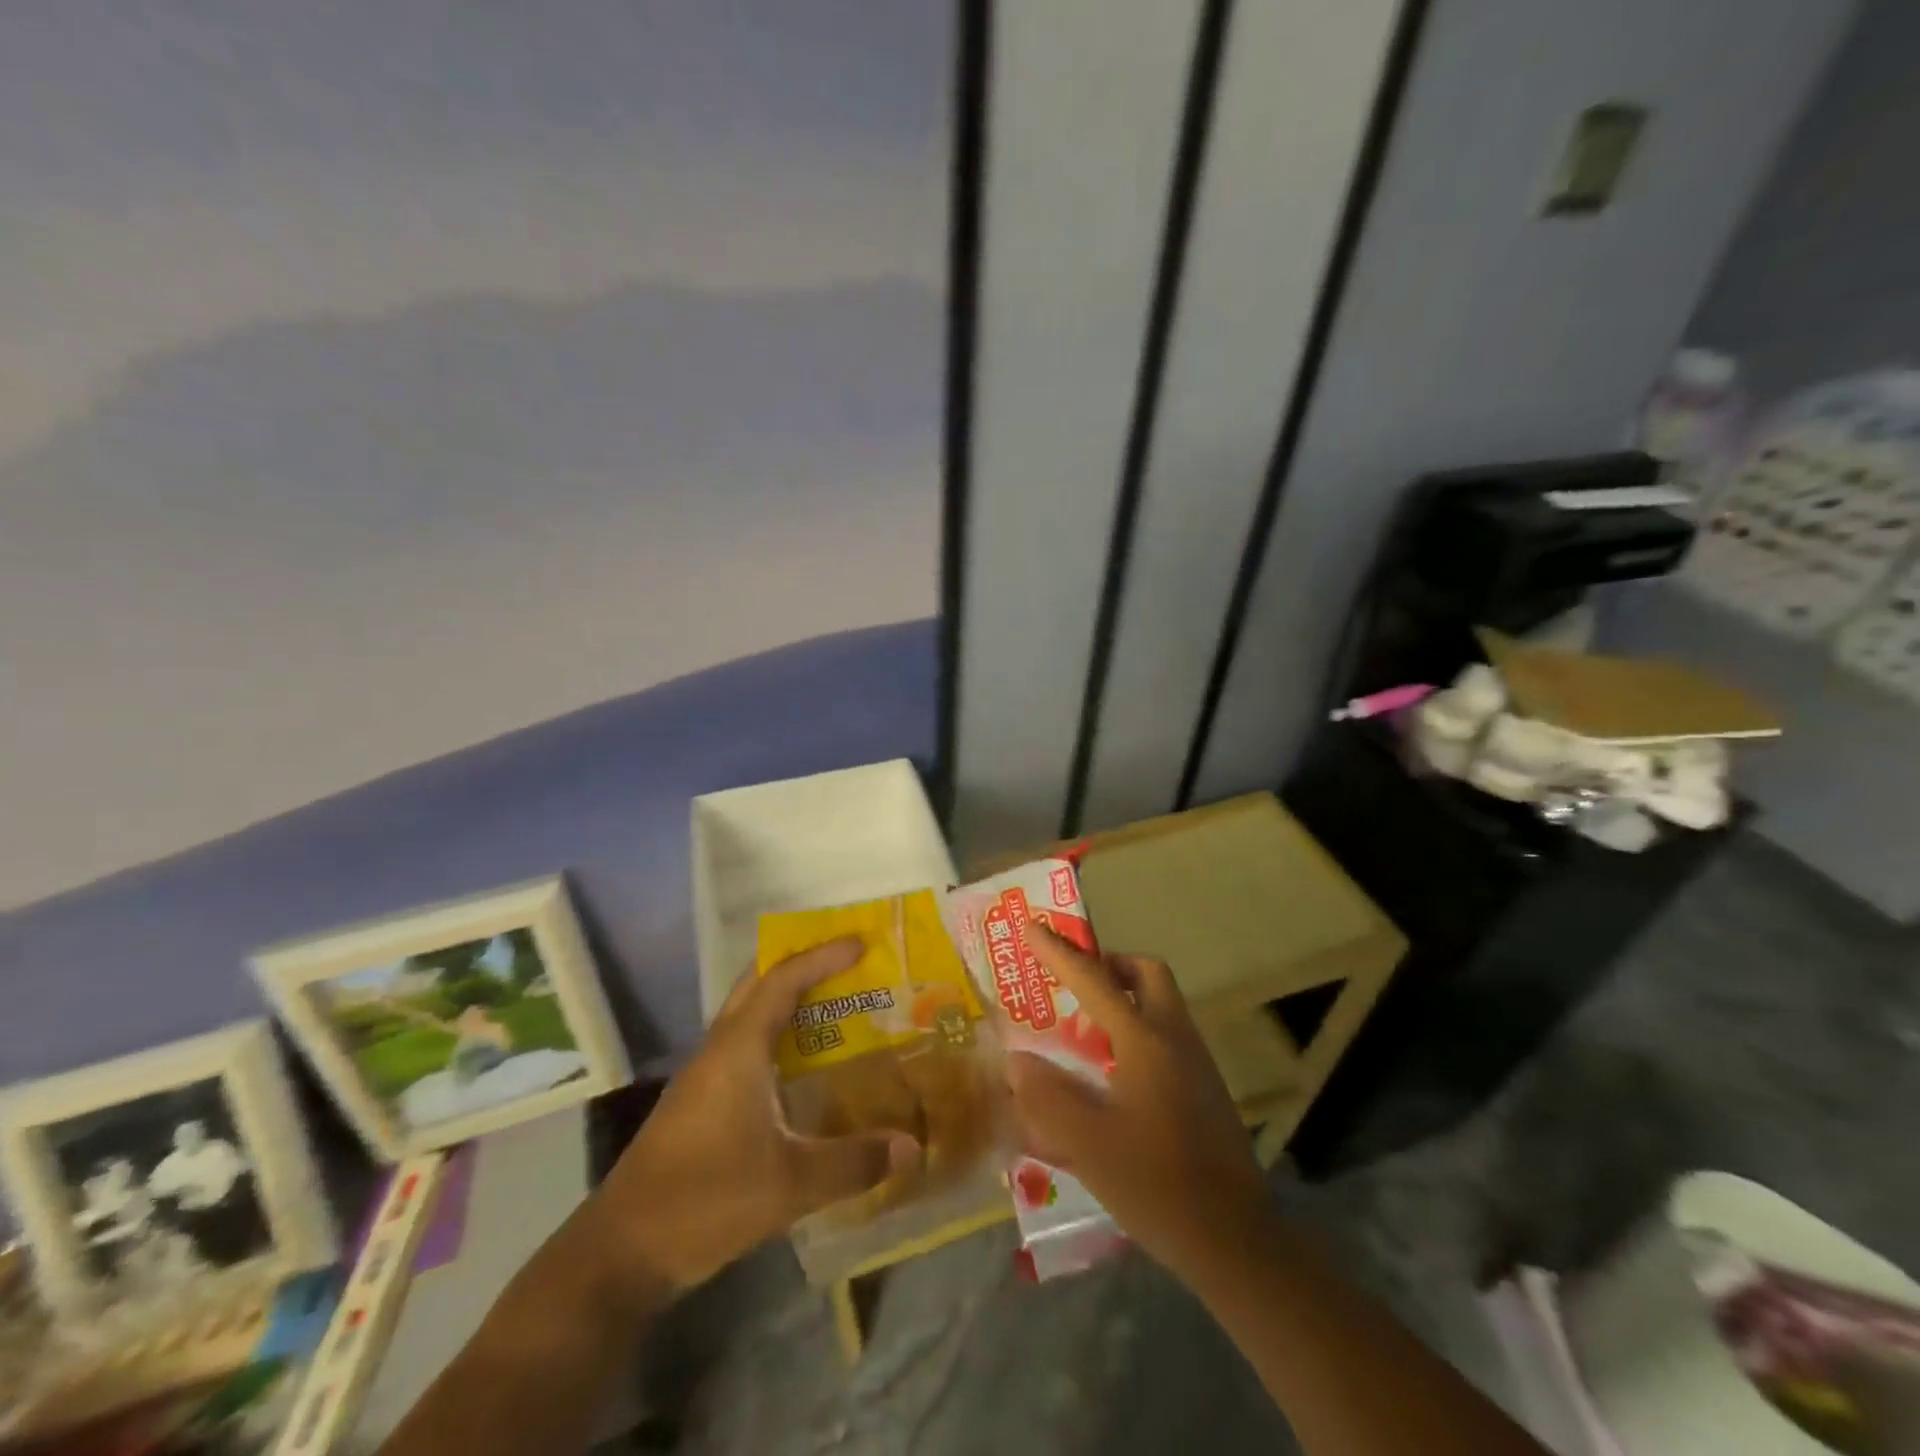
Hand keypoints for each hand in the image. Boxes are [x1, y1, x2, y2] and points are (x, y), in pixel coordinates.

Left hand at [592, 938, 920, 1295]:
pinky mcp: (698, 1101)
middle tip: (845, 962)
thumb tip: (911, 1146)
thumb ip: (854, 1162)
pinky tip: (799, 1064)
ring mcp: (704, 1074)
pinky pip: (743, 1043)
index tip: (860, 943)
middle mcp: (719, 1049)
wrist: (621, 1252)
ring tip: (832, 1002)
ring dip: (785, 997)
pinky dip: (774, 1032)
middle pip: (758, 983)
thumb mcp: (790, 1185)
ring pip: (747, 1012)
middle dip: (800, 963)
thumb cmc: (705, 1200)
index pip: (782, 980)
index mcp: (738, 1049)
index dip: (821, 957)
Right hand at [1005, 922, 1272, 1285]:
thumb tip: (1016, 1061)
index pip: (1095, 980)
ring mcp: (1197, 1062)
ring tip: (1083, 1026)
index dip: (1059, 953)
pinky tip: (1111, 1071)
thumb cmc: (1156, 1185)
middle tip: (1073, 981)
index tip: (1032, 926)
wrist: (1235, 1240)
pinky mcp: (1205, 1087)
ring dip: (1124, 996)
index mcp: (1146, 1041)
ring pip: (1161, 1002)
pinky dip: (1136, 1028)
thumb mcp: (1088, 1143)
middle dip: (1109, 964)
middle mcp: (1175, 1038)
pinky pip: (1166, 1034)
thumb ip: (1047, 1097)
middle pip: (1147, 974)